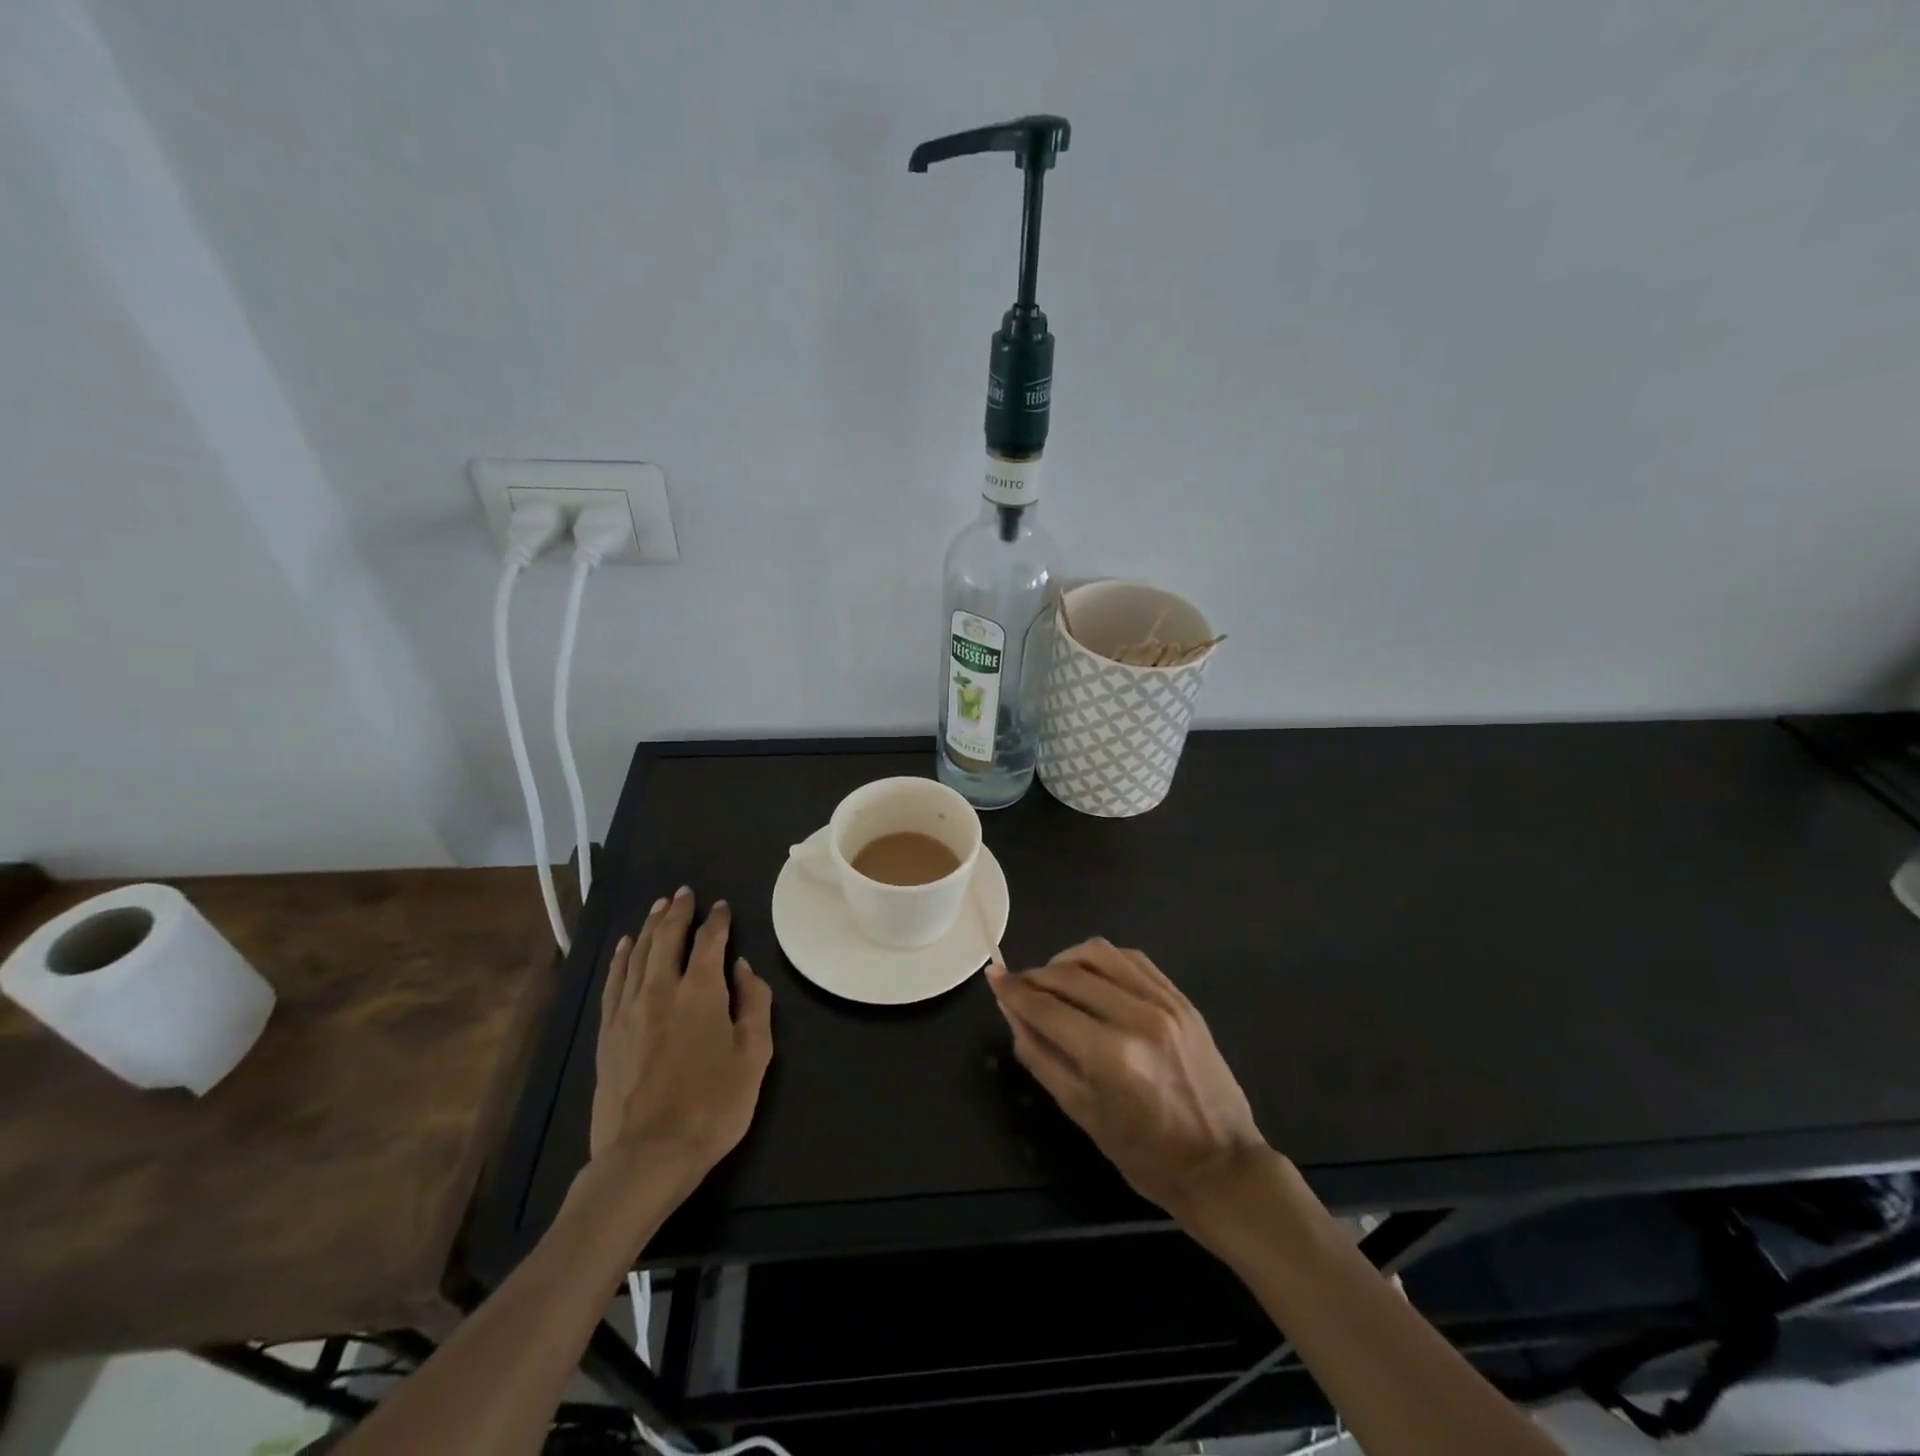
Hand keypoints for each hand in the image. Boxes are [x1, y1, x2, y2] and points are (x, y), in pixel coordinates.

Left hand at [590, 888, 773, 1196]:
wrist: (646, 1156)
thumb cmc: (712, 1106)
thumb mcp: (755, 1056)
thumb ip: (754, 1004)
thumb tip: (743, 968)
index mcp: (700, 992)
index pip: (709, 942)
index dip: (717, 921)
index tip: (721, 906)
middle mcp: (660, 989)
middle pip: (667, 938)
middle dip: (678, 912)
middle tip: (684, 893)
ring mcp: (628, 1010)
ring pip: (638, 953)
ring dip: (650, 926)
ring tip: (658, 906)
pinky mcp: (607, 1032)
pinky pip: (613, 981)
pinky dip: (621, 957)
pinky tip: (626, 945)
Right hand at [987, 939, 1265, 1226]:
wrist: (1220, 1165)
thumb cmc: (1144, 1154)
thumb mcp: (1081, 1112)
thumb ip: (1040, 1055)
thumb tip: (1011, 1012)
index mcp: (1110, 1055)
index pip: (1046, 1007)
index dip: (1013, 991)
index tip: (994, 978)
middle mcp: (1137, 1016)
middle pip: (1069, 974)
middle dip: (1035, 976)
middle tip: (1019, 986)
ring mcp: (1164, 1003)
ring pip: (1100, 954)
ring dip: (1067, 960)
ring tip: (1054, 979)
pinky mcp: (1181, 999)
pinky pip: (1132, 959)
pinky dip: (1103, 960)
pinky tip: (1091, 976)